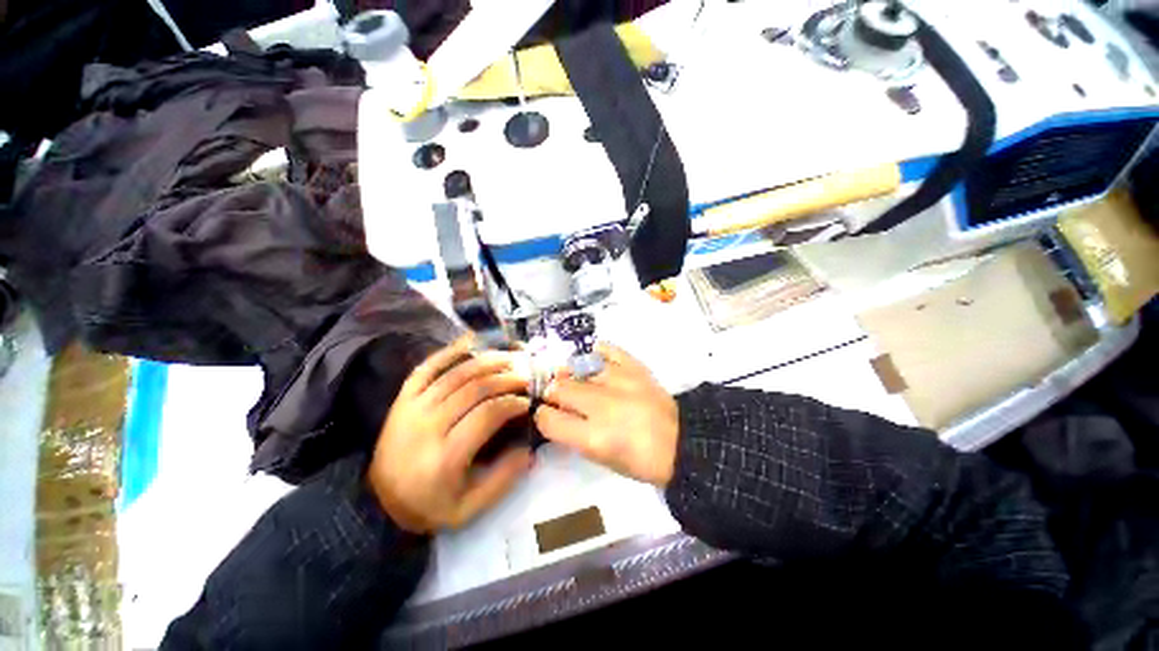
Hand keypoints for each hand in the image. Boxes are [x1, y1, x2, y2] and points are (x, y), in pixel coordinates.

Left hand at [368, 335, 533, 532]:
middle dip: (506, 378)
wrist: (377, 503)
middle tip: (524, 377)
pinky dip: (450, 351)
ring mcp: (412, 408)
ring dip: (487, 362)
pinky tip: (471, 340)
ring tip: (509, 358)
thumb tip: (530, 450)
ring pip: (456, 374)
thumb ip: (503, 480)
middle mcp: (427, 426)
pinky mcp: (403, 398)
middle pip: (474, 389)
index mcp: (445, 456)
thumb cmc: (429, 505)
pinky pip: (427, 367)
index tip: (527, 403)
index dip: (512, 404)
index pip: (487, 415)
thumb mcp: (469, 508)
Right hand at [535, 344, 678, 486]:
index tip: (547, 414)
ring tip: (575, 378)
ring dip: (570, 373)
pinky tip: (593, 359)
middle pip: (560, 388)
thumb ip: (574, 435)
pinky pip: (607, 349)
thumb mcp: (601, 458)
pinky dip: (596, 352)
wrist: (681, 441)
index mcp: (593, 437)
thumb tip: (557, 411)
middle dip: (554, 392)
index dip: (543, 416)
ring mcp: (619, 381)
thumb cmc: (639, 459)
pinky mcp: (634, 367)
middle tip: (560, 395)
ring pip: (578, 368)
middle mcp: (602, 405)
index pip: (548, 419)